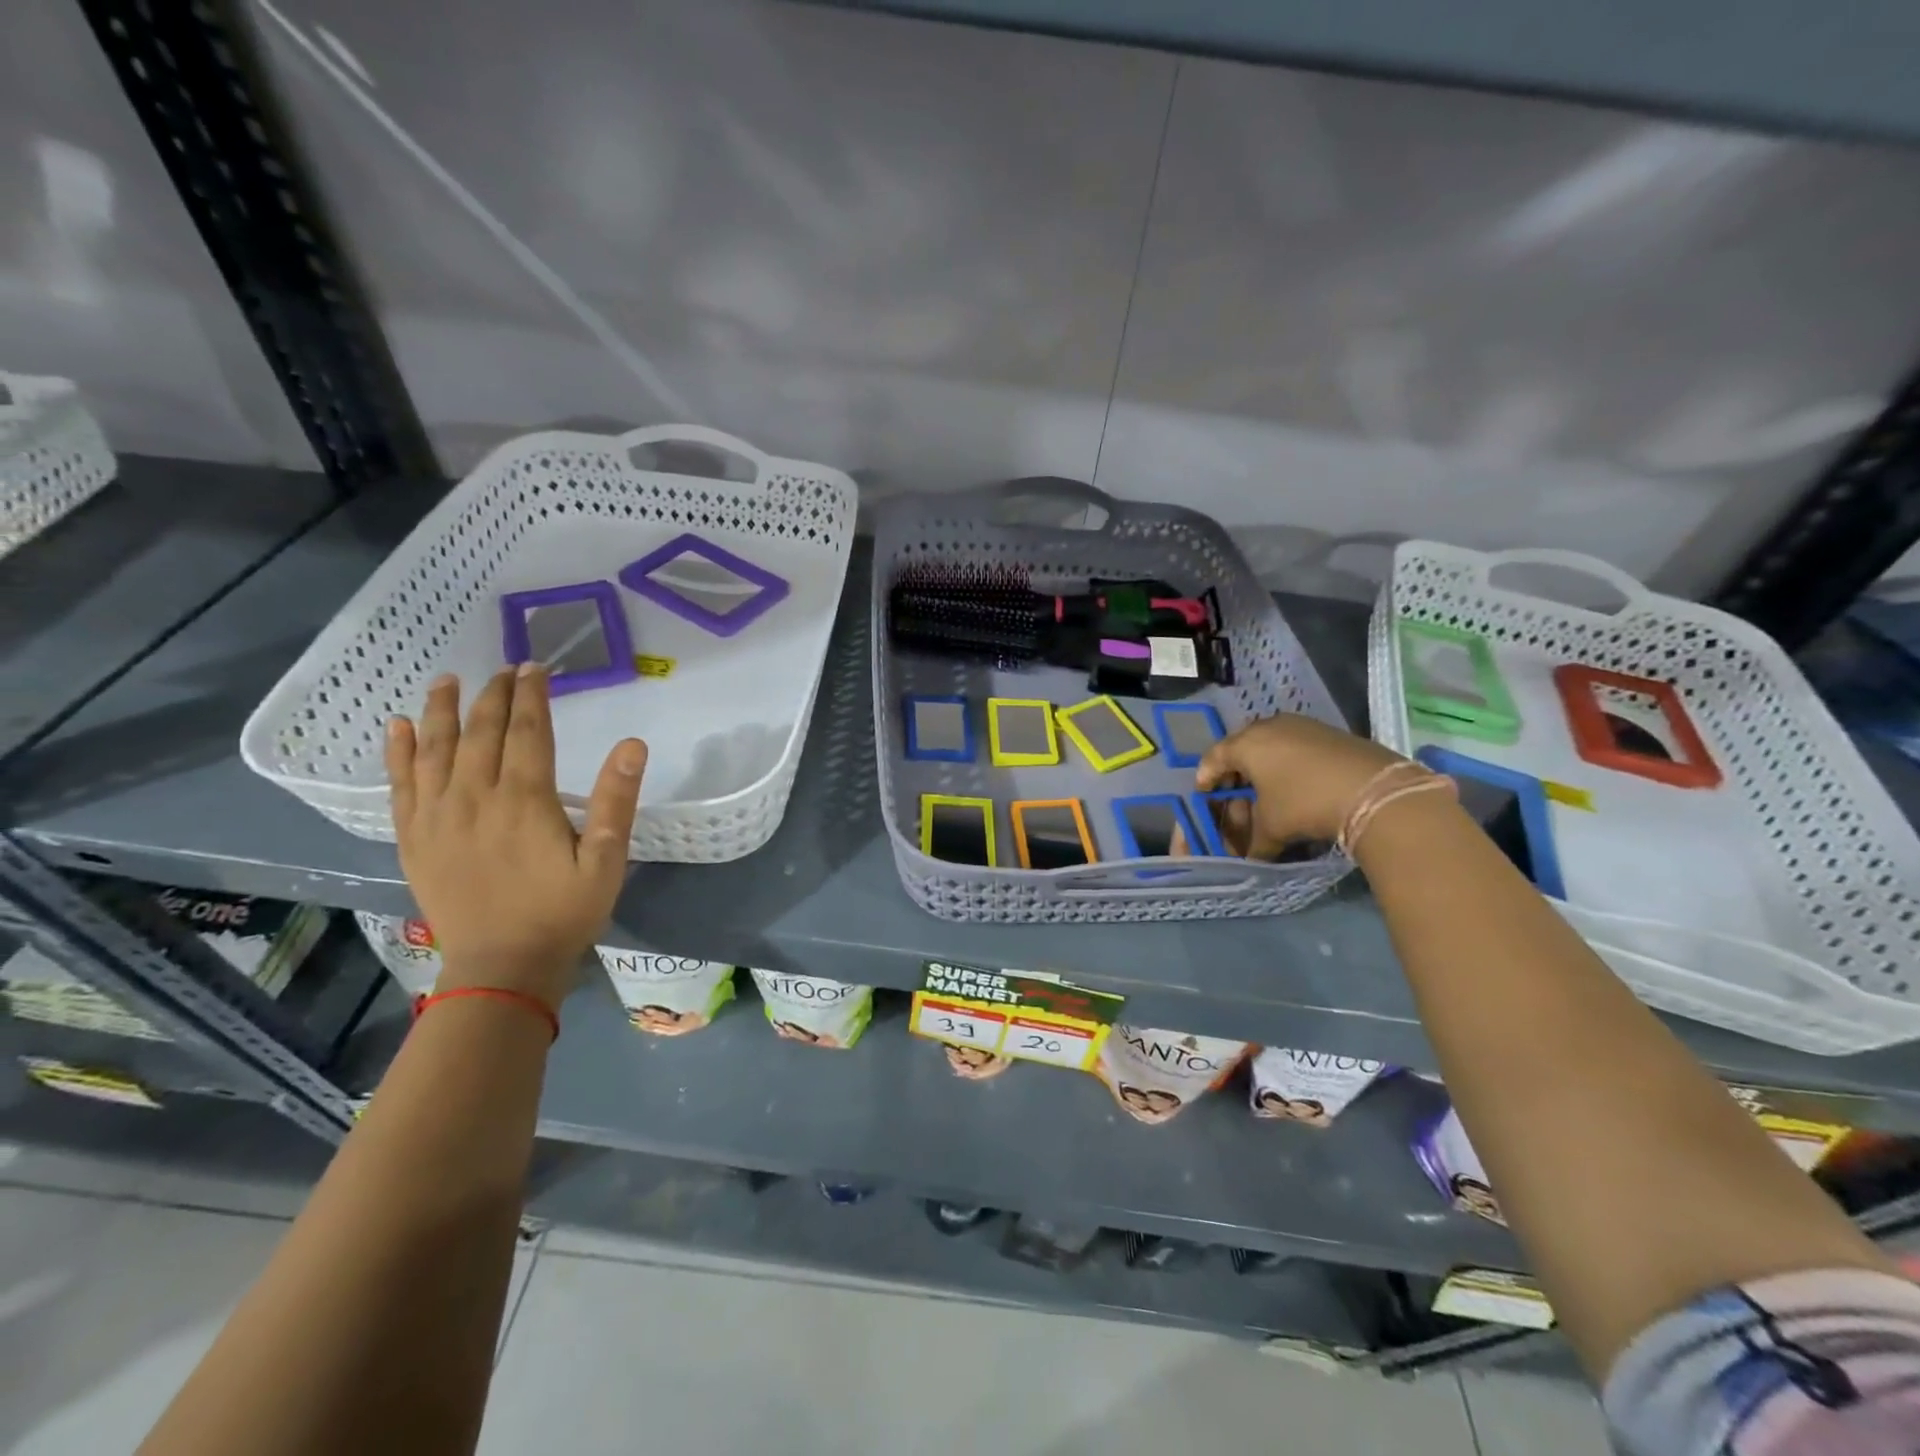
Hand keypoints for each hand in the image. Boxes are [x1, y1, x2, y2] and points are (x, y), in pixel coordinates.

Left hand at [386, 666, 646, 1009]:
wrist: (502, 967)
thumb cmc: (563, 912)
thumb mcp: (606, 859)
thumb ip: (616, 800)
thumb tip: (632, 745)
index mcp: (524, 799)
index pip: (527, 730)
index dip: (531, 695)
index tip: (535, 667)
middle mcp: (474, 797)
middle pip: (480, 732)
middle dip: (493, 695)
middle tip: (504, 668)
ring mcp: (436, 816)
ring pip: (434, 749)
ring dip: (441, 710)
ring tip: (447, 680)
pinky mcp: (413, 838)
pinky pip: (399, 784)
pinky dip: (397, 752)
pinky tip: (397, 726)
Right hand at [1194, 714, 1404, 855]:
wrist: (1374, 790)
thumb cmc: (1304, 803)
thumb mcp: (1272, 828)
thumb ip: (1253, 843)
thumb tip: (1248, 858)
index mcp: (1245, 744)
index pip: (1213, 758)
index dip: (1206, 777)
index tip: (1204, 792)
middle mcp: (1268, 727)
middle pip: (1240, 747)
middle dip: (1234, 771)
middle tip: (1234, 792)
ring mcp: (1300, 726)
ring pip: (1269, 744)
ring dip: (1262, 766)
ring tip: (1265, 789)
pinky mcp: (1328, 732)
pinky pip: (1294, 745)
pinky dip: (1287, 762)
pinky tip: (1295, 783)